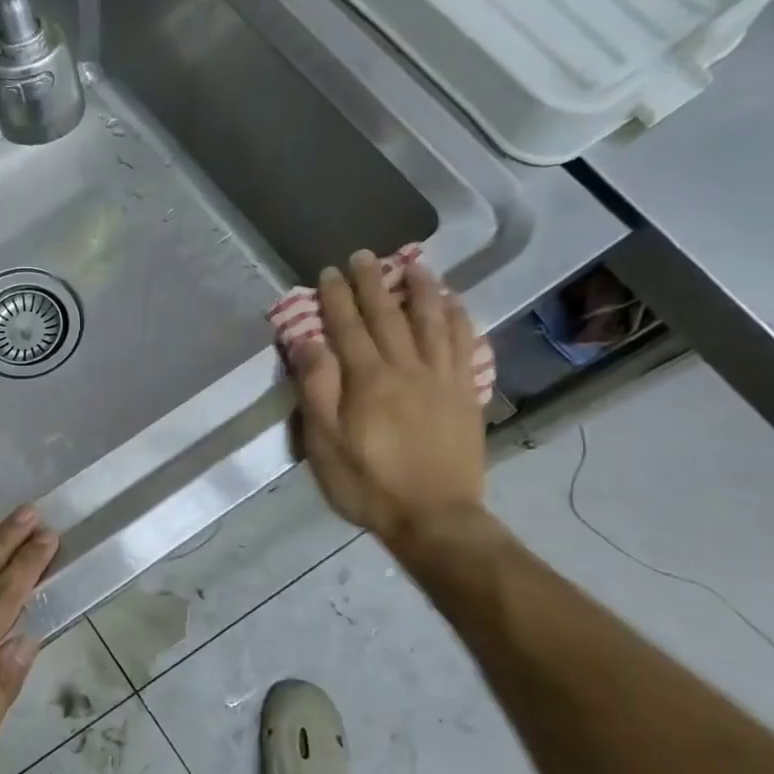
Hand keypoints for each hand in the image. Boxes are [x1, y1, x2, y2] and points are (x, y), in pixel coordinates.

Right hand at [289, 251, 485, 548]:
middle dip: (372, 283)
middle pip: (388, 316)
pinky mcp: (465, 394)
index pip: (347, 327)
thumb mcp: (324, 444)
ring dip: (420, 289)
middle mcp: (406, 368)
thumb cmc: (368, 484)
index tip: (328, 272)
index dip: (335, 298)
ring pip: (432, 322)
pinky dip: (458, 319)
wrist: (434, 518)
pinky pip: (464, 345)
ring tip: (413, 263)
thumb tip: (307, 342)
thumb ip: (316, 389)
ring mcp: (442, 379)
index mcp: (368, 380)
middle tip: (363, 256)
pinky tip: (454, 303)